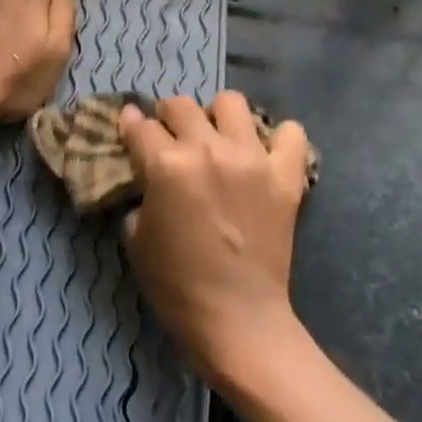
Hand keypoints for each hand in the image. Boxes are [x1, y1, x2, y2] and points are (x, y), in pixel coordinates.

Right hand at [120, 93, 311, 386]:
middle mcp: (209, 151)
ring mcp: (252, 159)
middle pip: (181, 106)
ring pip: (231, 103)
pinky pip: (291, 134)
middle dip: (168, 117)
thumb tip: (148, 176)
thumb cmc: (176, 285)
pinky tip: (264, 154)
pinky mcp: (286, 176)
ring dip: (217, 116)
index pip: (139, 127)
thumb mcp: (136, 238)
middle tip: (171, 137)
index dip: (130, 125)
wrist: (236, 318)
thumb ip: (140, 195)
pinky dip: (277, 138)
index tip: (130, 128)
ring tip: (217, 139)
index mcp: (166, 166)